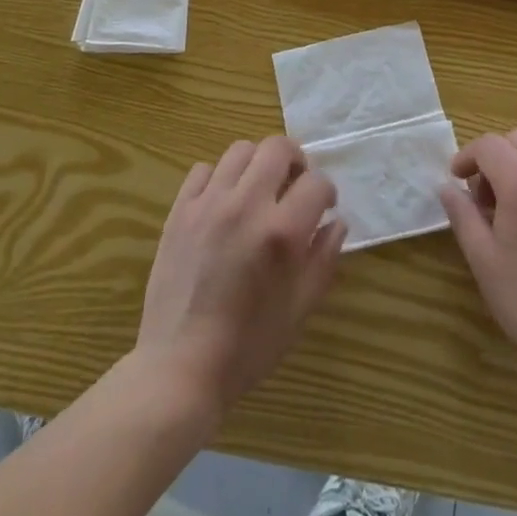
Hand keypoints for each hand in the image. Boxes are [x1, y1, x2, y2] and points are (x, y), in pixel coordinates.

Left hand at [135, 137, 346, 413]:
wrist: (180, 368)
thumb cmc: (248, 346)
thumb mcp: (300, 309)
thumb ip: (323, 259)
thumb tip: (336, 222)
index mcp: (281, 232)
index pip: (316, 182)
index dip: (326, 192)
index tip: (323, 208)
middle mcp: (246, 206)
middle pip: (277, 148)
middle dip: (295, 161)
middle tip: (294, 185)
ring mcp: (209, 204)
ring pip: (240, 150)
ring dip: (257, 164)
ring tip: (258, 190)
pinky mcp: (180, 211)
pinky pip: (203, 170)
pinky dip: (218, 178)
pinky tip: (223, 203)